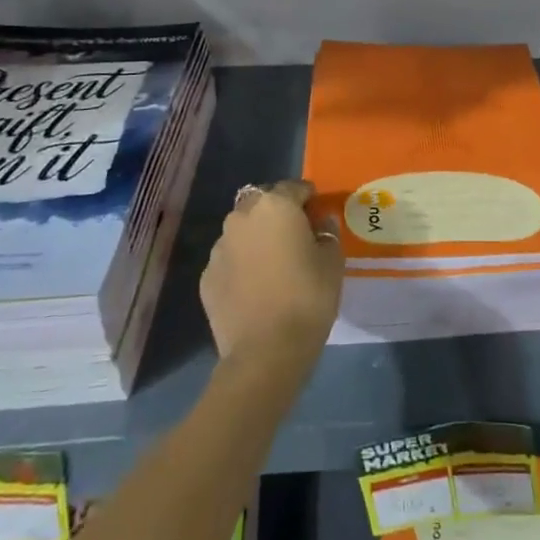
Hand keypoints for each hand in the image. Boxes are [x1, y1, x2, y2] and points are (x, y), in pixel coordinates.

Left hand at [201, 179, 343, 370]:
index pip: (295, 188)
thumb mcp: (333, 261)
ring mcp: (219, 248)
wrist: (265, 352)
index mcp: (275, 206)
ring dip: (257, 238)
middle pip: (263, 203)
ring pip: (242, 231)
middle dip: (278, 213)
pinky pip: (230, 260)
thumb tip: (321, 224)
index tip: (319, 216)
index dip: (310, 200)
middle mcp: (242, 218)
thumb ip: (327, 234)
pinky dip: (242, 265)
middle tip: (296, 237)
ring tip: (274, 264)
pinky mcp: (206, 277)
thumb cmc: (308, 297)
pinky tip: (256, 287)